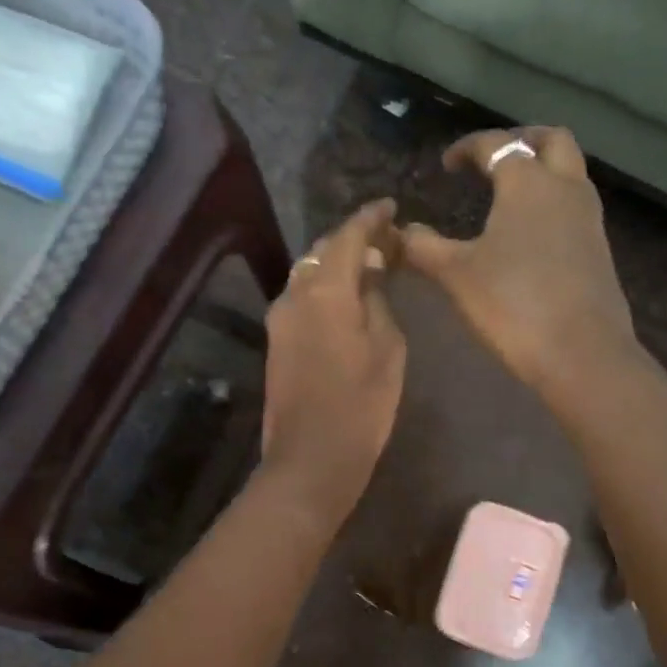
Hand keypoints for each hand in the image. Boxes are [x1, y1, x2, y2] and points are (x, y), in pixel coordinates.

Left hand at [259, 199, 406, 528]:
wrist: (310, 459)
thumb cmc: (360, 406)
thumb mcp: (387, 349)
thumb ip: (376, 300)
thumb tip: (369, 270)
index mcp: (324, 290)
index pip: (348, 236)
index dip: (371, 218)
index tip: (391, 207)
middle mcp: (293, 294)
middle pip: (323, 251)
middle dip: (353, 240)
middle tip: (386, 242)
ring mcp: (278, 320)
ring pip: (309, 274)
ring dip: (336, 265)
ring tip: (368, 269)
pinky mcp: (275, 343)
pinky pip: (301, 299)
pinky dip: (324, 289)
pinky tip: (346, 300)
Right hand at [402, 127, 636, 395]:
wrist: (580, 352)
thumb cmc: (512, 304)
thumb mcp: (456, 275)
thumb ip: (424, 247)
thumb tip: (401, 231)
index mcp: (528, 183)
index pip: (497, 145)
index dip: (468, 147)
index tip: (447, 164)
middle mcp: (565, 188)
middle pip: (551, 140)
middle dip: (520, 140)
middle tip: (493, 160)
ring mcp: (589, 219)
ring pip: (570, 172)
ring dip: (542, 169)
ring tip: (509, 194)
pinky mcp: (599, 249)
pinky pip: (576, 206)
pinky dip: (553, 202)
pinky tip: (530, 234)